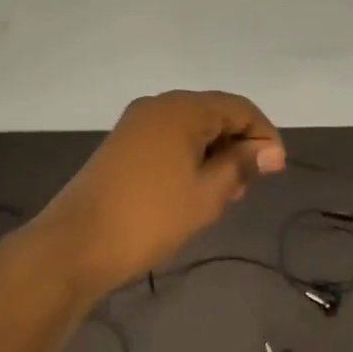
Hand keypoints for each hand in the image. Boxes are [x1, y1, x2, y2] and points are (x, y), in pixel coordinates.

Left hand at [35, 90, 285, 293]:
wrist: (77, 244)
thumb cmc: (151, 217)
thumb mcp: (207, 193)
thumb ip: (241, 165)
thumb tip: (271, 151)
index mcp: (181, 110)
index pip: (239, 108)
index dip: (263, 135)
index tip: (275, 169)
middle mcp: (158, 106)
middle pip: (214, 114)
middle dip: (238, 145)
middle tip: (247, 187)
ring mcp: (136, 125)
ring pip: (191, 129)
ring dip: (215, 155)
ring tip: (224, 194)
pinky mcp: (122, 146)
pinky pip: (169, 141)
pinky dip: (190, 158)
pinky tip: (194, 190)